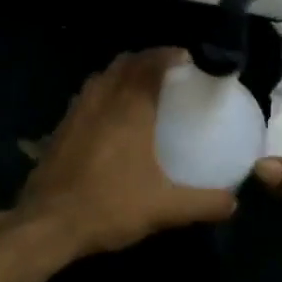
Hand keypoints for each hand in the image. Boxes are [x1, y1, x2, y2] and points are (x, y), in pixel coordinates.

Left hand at [18, 48, 236, 255]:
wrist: (47, 226)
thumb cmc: (109, 207)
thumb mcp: (165, 208)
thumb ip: (203, 203)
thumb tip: (234, 202)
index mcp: (130, 110)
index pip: (150, 65)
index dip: (169, 55)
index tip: (187, 58)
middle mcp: (102, 102)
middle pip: (124, 64)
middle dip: (147, 59)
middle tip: (168, 70)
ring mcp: (76, 114)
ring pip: (101, 78)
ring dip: (122, 73)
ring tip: (140, 87)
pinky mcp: (59, 131)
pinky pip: (86, 97)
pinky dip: (102, 94)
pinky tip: (110, 118)